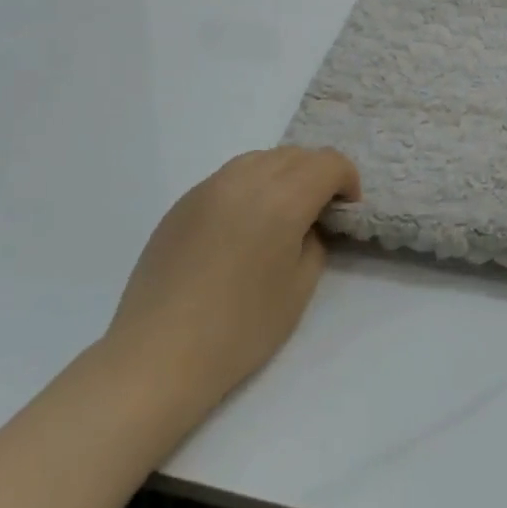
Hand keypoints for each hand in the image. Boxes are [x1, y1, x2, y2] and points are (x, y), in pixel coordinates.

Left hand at [107, 147, 360, 420]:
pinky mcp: (184, 201)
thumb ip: (314, 242)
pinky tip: (241, 228)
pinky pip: (229, 177)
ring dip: (282, 175)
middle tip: (318, 213)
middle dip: (316, 175)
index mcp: (283, 197)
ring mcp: (210, 186)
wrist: (159, 353)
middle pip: (295, 154)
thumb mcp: (299, 289)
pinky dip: (249, 187)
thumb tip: (306, 224)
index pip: (328, 163)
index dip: (347, 180)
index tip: (346, 210)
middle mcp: (246, 178)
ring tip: (279, 216)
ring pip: (260, 158)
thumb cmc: (240, 328)